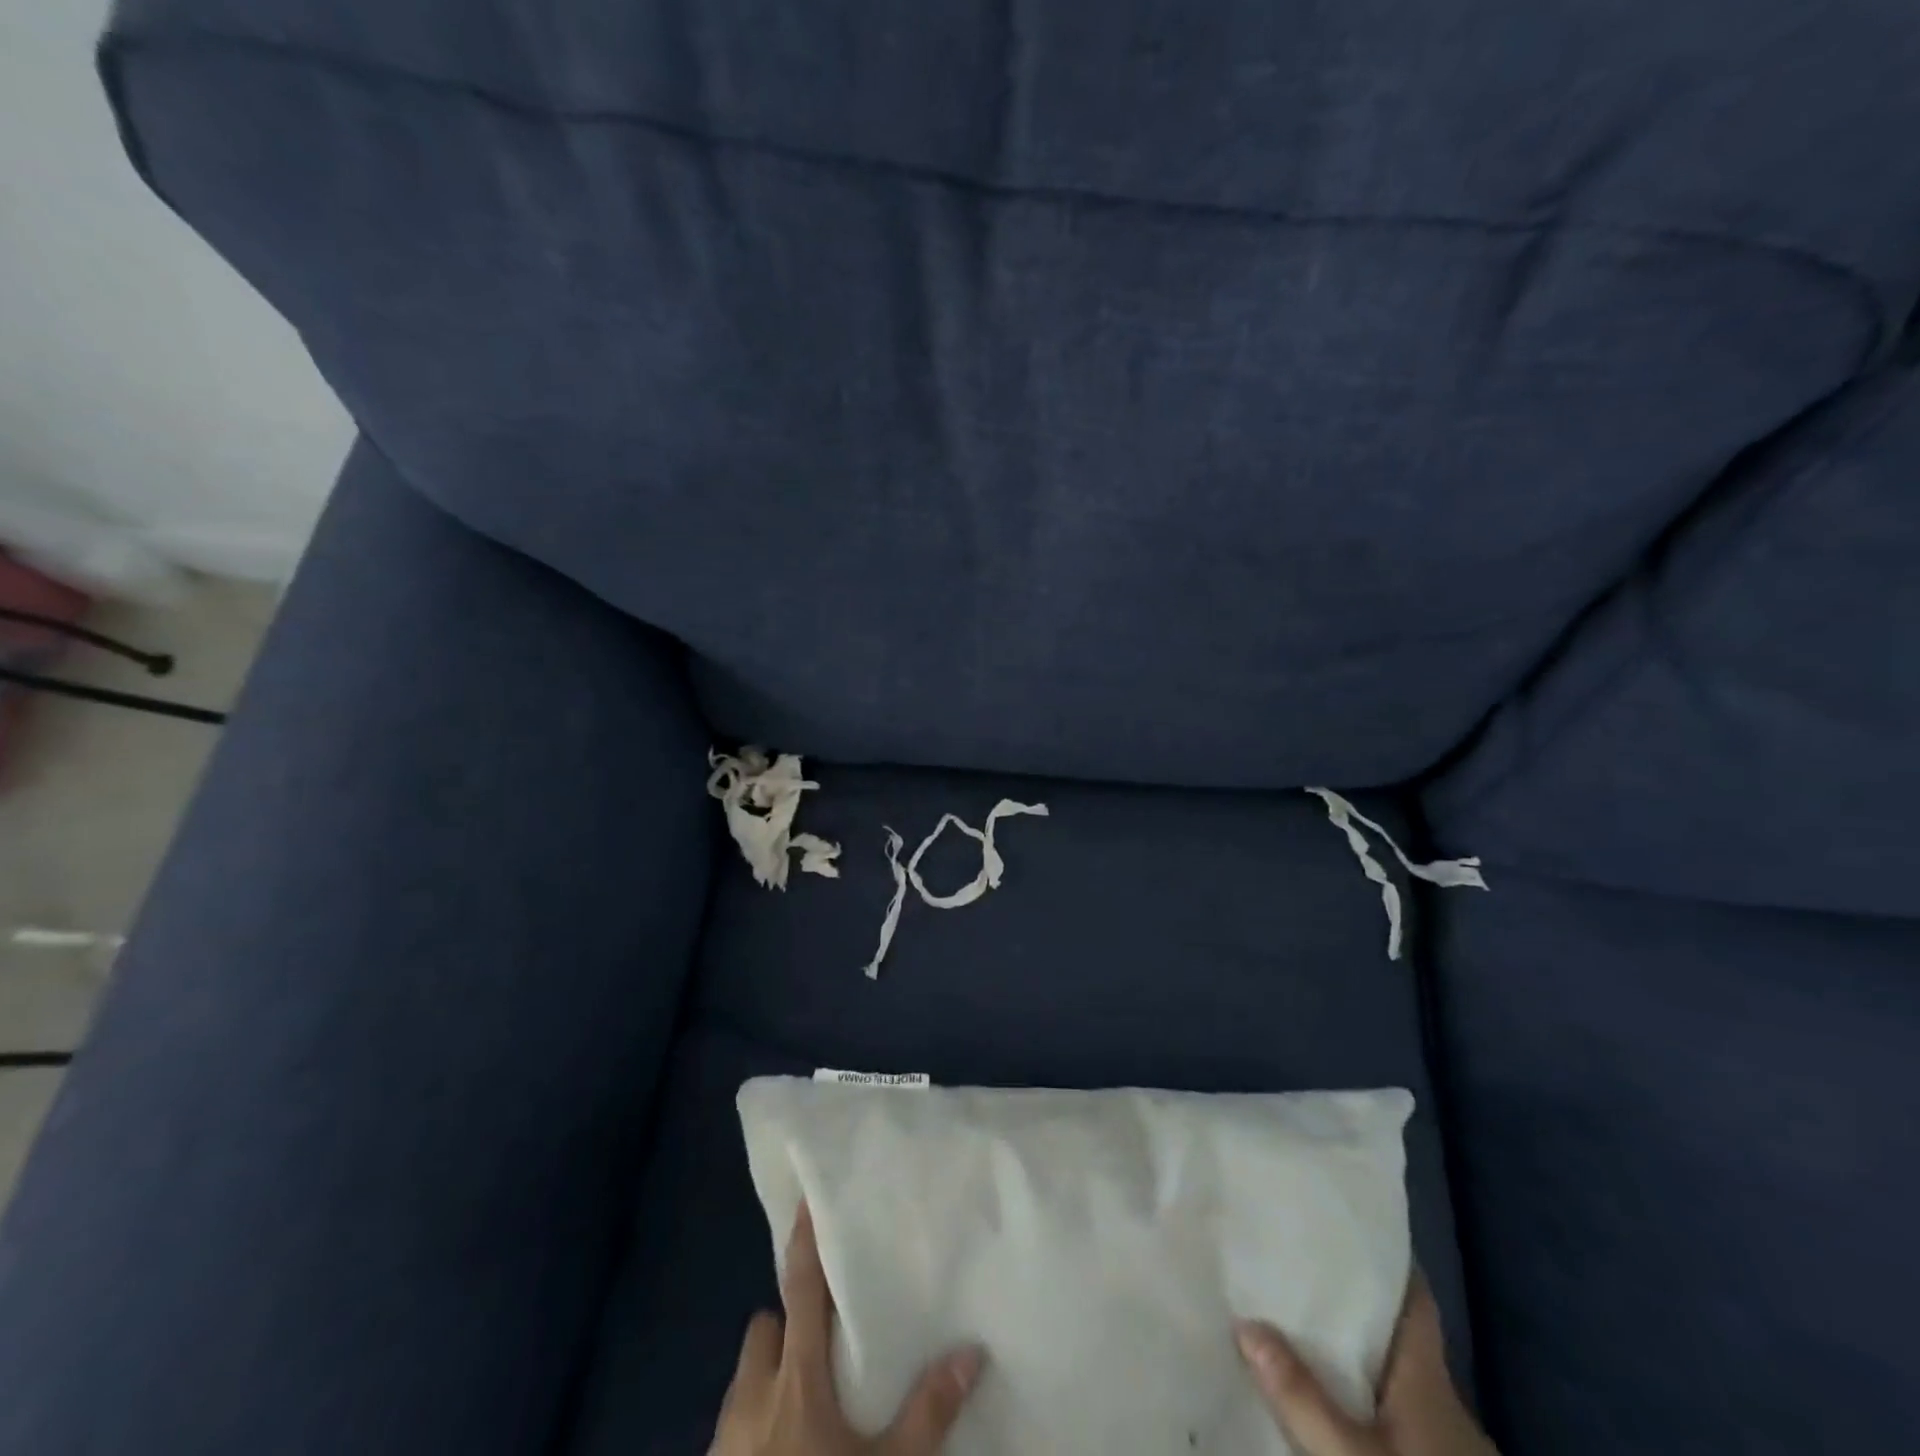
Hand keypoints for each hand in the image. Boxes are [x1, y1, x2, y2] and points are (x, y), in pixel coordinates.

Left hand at [710, 1204, 985, 1455]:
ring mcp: (725, 1435)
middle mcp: (752, 1393)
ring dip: (770, 1372)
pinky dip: (756, 1419)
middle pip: (765, 1329)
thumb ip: (926, 1412)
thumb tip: (972, 1350)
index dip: (802, 1241)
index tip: (806, 1199)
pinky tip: (783, 1445)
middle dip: (789, 1324)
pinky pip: (734, 1422)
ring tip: (806, 1395)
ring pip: (746, 1376)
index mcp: (794, 1377)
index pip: (799, 1288)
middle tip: (825, 1338)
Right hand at [1235, 1275, 1497, 1455]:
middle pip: (1396, 1335)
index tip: (1348, 1220)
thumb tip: (1245, 1322)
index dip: (1387, 1257)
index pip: (1415, 1297)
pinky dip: (1360, 1397)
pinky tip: (1326, 1398)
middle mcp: (1441, 1400)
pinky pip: (1393, 1415)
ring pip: (1392, 1378)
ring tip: (1295, 1323)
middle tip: (1294, 1266)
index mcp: (1428, 1377)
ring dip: (1352, 1353)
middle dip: (1350, 1302)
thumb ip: (1302, 1396)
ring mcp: (1444, 1441)